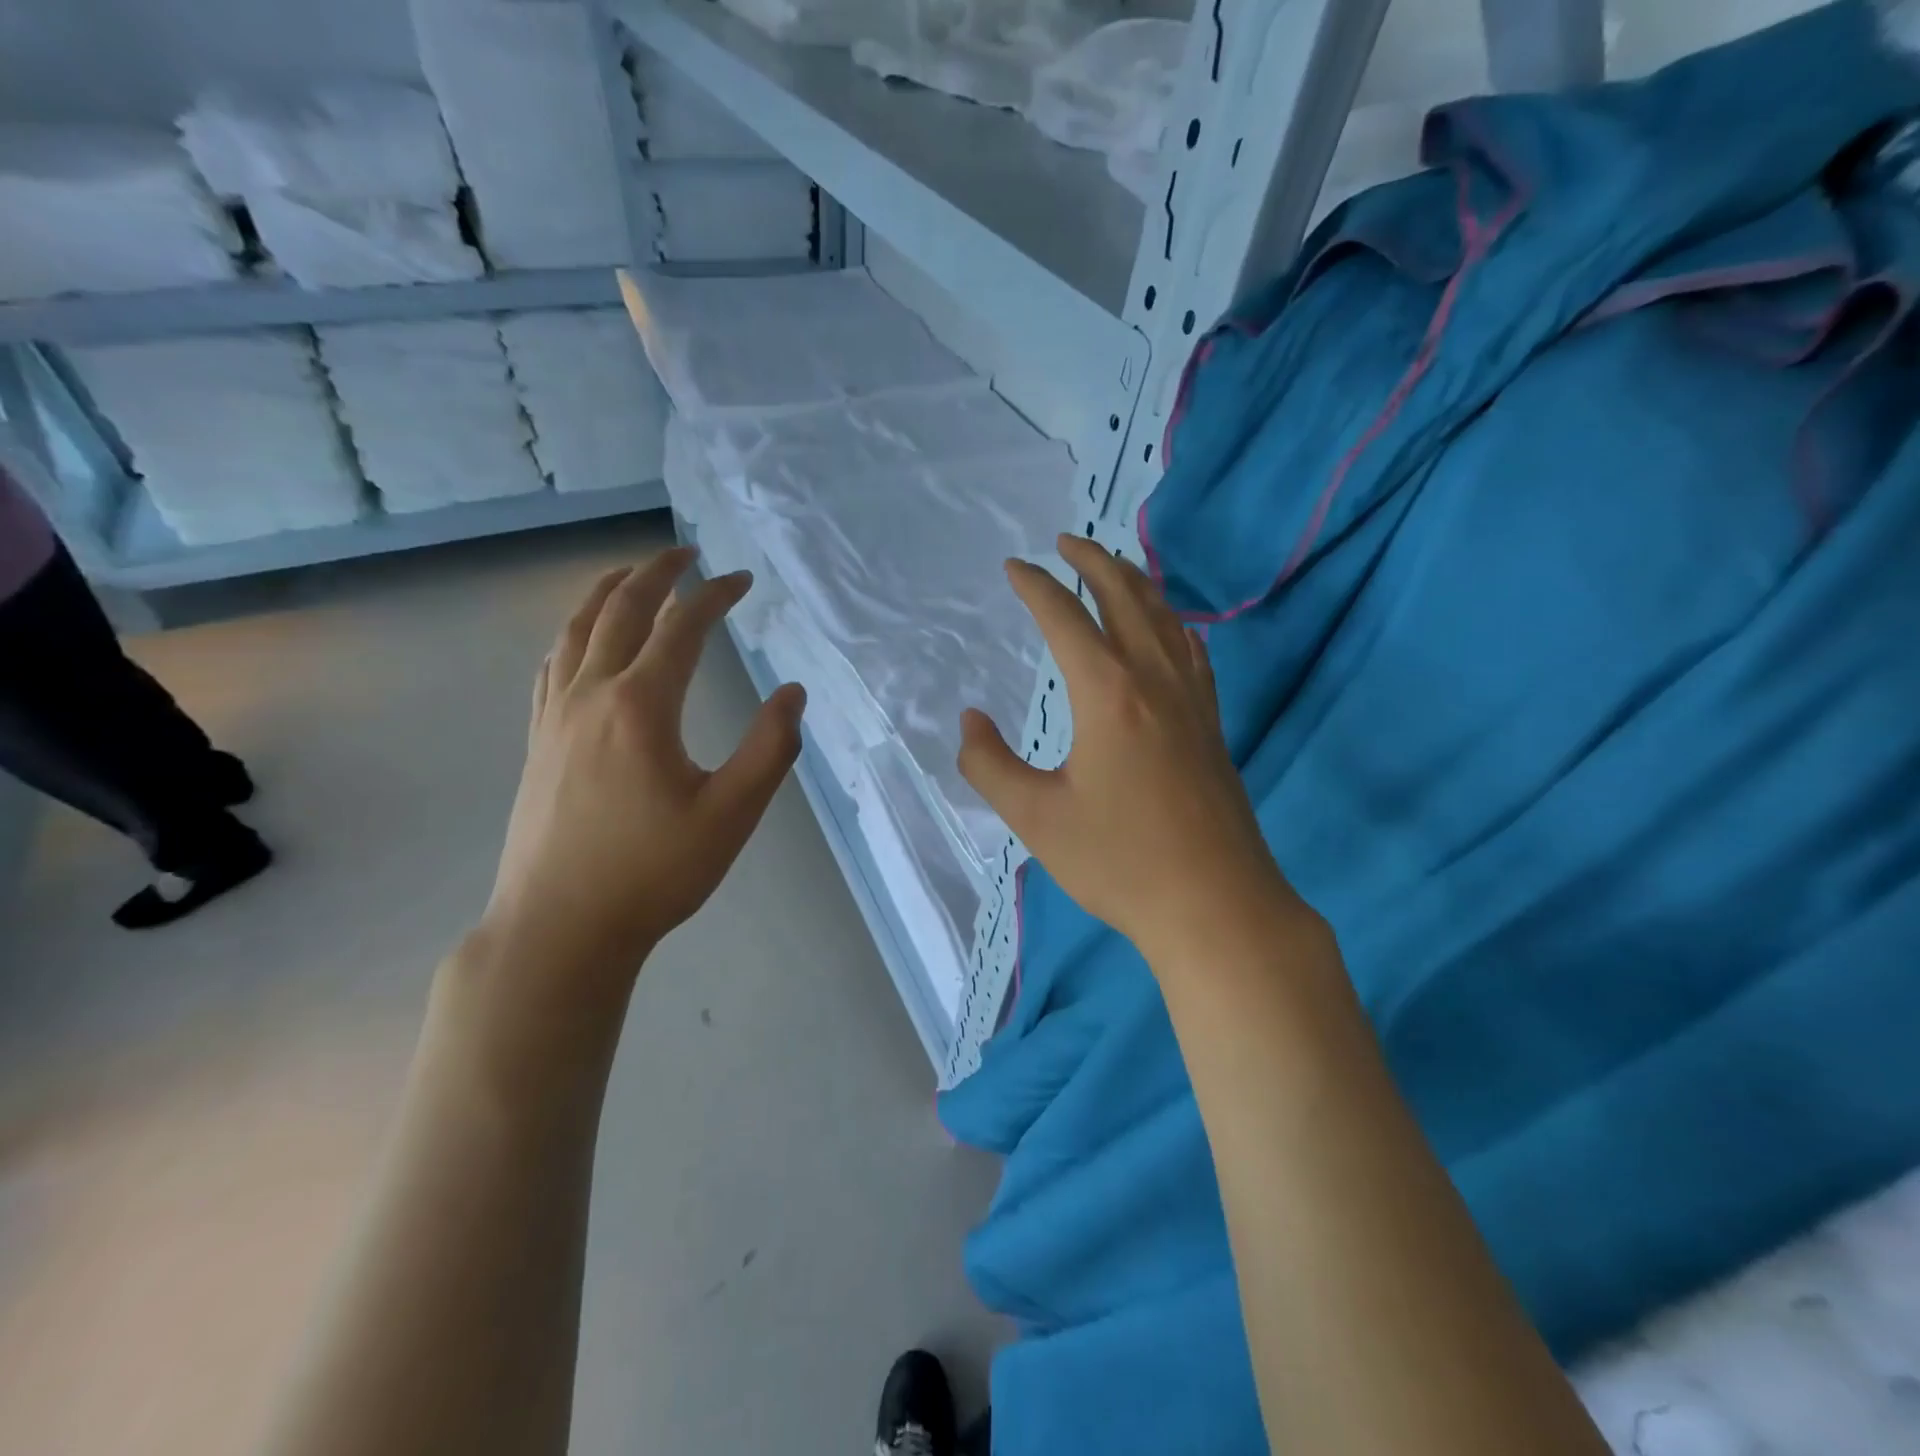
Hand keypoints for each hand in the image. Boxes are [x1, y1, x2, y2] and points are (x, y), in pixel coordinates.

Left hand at [478, 548, 804, 1004]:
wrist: (560, 927)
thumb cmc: (654, 872)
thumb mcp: (732, 814)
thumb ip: (770, 748)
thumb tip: (793, 693)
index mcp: (641, 706)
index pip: (681, 628)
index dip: (715, 596)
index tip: (743, 580)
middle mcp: (591, 695)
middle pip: (619, 610)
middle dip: (656, 573)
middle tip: (687, 553)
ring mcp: (555, 717)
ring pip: (575, 630)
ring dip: (606, 592)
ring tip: (631, 574)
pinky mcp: (538, 742)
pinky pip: (553, 665)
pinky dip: (574, 633)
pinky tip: (583, 641)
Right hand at [957, 534, 1306, 966]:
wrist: (1216, 904)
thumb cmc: (1120, 861)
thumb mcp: (1035, 818)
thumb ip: (990, 765)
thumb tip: (971, 721)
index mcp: (1108, 693)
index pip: (1065, 619)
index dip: (1035, 587)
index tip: (1013, 566)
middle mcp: (1154, 679)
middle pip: (1125, 598)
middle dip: (1092, 561)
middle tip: (1064, 542)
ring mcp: (1193, 700)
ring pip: (1165, 617)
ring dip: (1134, 583)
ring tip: (1111, 568)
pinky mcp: (1212, 724)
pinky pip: (1191, 650)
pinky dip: (1170, 622)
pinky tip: (1167, 630)